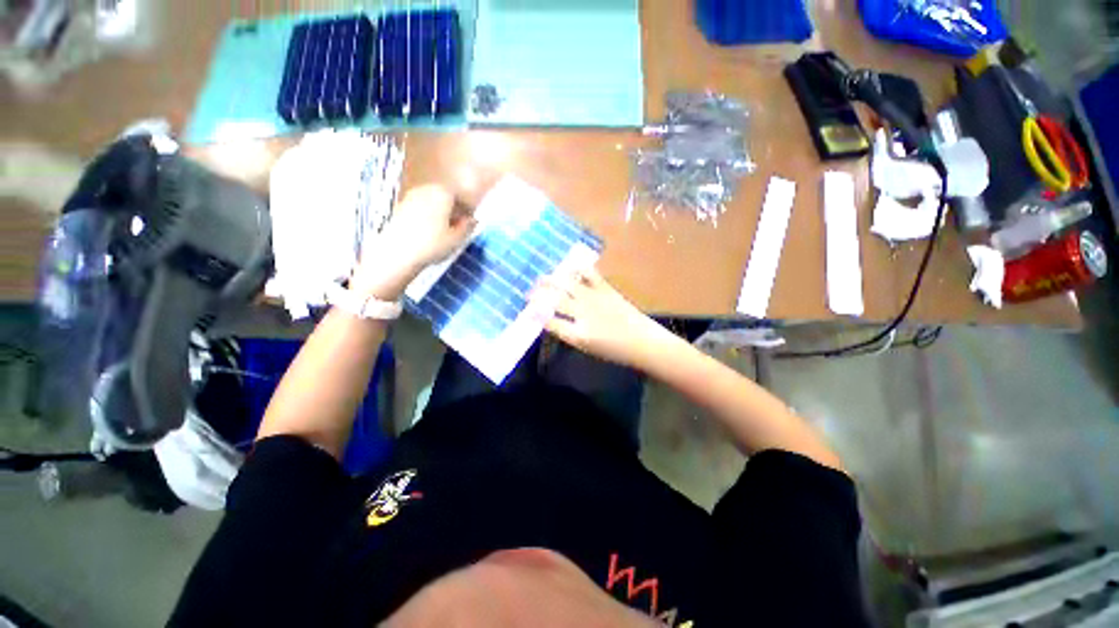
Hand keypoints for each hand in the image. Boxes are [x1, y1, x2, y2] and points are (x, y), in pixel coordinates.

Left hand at [351, 185, 475, 300]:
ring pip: (431, 202)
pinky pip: (419, 209)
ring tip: (443, 232)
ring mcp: (410, 197)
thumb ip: (467, 227)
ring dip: (439, 213)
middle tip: (458, 227)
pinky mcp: (399, 207)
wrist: (397, 253)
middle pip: (444, 197)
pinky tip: (428, 233)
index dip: (467, 210)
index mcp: (443, 193)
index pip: (460, 197)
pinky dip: (426, 217)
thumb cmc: (433, 244)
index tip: (470, 223)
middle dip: (452, 210)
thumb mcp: (457, 239)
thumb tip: (473, 220)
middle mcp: (426, 189)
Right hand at [531, 267, 669, 368]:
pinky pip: (589, 275)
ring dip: (551, 280)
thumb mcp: (587, 348)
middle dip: (537, 296)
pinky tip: (569, 267)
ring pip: (567, 285)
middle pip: (554, 301)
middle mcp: (583, 314)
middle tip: (528, 294)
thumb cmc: (615, 351)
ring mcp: (595, 299)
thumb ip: (568, 334)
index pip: (550, 322)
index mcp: (578, 334)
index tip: (528, 311)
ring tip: (541, 278)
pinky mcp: (606, 290)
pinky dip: (577, 269)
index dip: (536, 316)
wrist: (643, 342)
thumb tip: (552, 321)